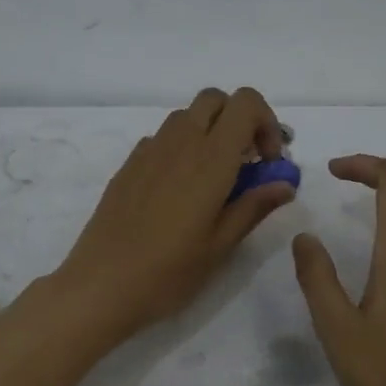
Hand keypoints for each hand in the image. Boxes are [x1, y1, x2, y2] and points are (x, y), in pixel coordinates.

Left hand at [52, 88, 295, 341]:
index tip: (268, 162)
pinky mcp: (128, 165)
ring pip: (187, 116)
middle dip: (239, 120)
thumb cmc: (169, 272)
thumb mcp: (221, 245)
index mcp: (210, 159)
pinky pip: (162, 138)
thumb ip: (254, 206)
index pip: (246, 103)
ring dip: (209, 132)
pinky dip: (181, 148)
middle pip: (216, 99)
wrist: (101, 285)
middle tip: (246, 163)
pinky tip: (179, 190)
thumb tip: (285, 184)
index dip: (266, 123)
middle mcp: (180, 143)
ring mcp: (149, 151)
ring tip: (214, 179)